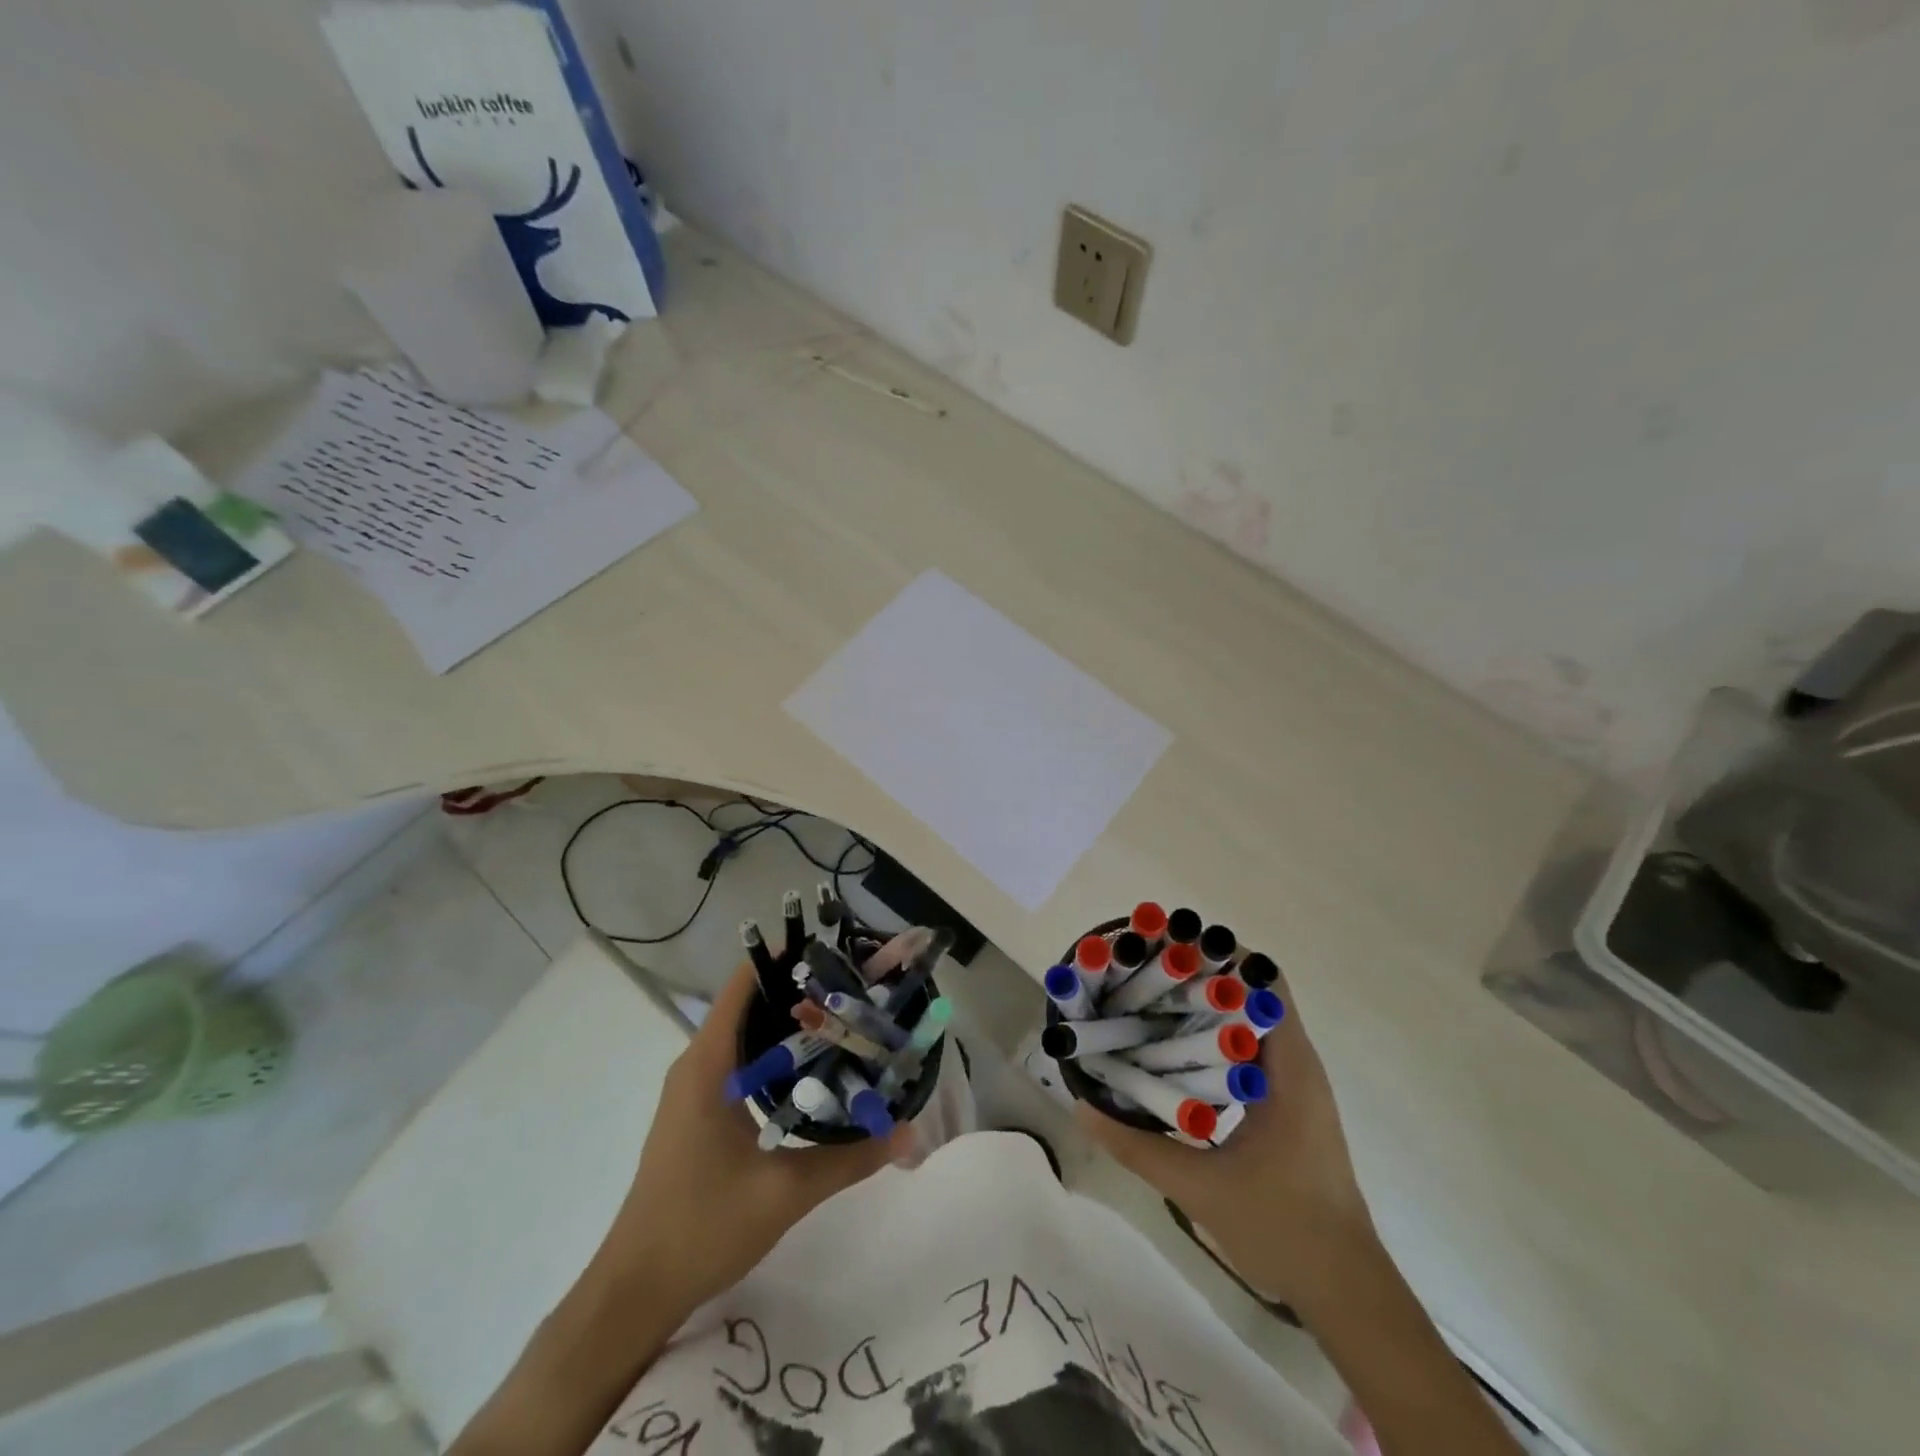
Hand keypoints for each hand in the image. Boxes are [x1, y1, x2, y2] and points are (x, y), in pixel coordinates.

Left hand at [600, 964, 909, 1312]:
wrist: (635, 1291)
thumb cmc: (700, 1227)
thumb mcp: (784, 1192)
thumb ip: (849, 1158)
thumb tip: (908, 1130)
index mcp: (708, 1064)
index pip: (744, 985)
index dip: (785, 959)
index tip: (834, 952)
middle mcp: (698, 1064)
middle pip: (750, 1004)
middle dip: (800, 991)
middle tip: (856, 989)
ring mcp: (695, 1090)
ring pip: (747, 1036)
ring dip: (789, 1026)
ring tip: (846, 1021)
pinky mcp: (699, 1113)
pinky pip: (741, 1064)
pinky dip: (777, 1056)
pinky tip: (815, 1072)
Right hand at [1075, 972, 1375, 1313]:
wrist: (1345, 1289)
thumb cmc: (1284, 1229)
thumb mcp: (1200, 1188)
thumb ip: (1137, 1147)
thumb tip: (1082, 1107)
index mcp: (1290, 1068)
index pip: (1266, 982)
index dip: (1222, 954)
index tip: (1172, 946)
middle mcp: (1297, 1064)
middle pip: (1254, 993)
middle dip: (1204, 974)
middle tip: (1148, 970)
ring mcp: (1296, 1085)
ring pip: (1251, 1021)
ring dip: (1208, 1005)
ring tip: (1153, 1000)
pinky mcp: (1288, 1105)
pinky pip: (1251, 1050)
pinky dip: (1215, 1037)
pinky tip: (1175, 1053)